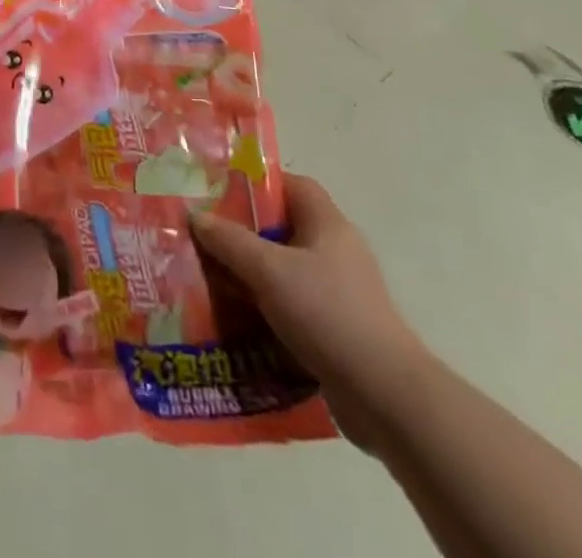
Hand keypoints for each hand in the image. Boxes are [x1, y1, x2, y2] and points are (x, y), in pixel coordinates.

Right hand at [189, 175, 428, 436]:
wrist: (385, 398)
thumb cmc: (327, 314)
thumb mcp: (268, 271)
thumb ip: (229, 240)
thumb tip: (195, 216)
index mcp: (327, 224)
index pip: (292, 185)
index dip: (256, 184)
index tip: (219, 192)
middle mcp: (336, 251)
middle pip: (282, 227)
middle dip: (243, 231)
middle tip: (204, 236)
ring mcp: (338, 292)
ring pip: (283, 269)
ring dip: (250, 273)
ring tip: (209, 276)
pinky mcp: (335, 328)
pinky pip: (291, 304)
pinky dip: (264, 306)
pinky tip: (235, 317)